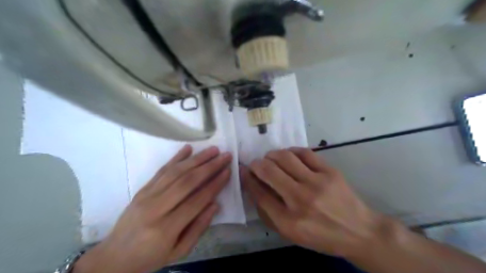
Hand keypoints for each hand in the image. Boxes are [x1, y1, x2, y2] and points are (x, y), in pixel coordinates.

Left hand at [74, 146, 231, 272]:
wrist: (114, 257)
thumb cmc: (150, 257)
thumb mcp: (179, 252)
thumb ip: (199, 228)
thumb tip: (215, 204)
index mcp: (166, 228)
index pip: (196, 200)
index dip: (215, 184)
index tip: (228, 171)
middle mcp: (156, 208)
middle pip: (187, 181)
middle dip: (209, 166)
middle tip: (225, 156)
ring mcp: (147, 195)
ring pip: (175, 172)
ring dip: (196, 159)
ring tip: (212, 149)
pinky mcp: (142, 189)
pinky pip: (161, 170)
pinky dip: (176, 158)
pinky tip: (188, 149)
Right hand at [241, 148, 381, 256]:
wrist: (358, 231)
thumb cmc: (321, 236)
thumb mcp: (291, 234)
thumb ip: (269, 213)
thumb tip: (254, 187)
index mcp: (288, 221)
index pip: (259, 193)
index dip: (247, 179)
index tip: (243, 171)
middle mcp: (300, 199)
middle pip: (268, 171)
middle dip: (256, 164)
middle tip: (255, 164)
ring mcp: (316, 183)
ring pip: (284, 157)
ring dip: (271, 155)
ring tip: (270, 158)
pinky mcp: (329, 171)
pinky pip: (304, 152)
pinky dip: (291, 151)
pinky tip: (288, 155)